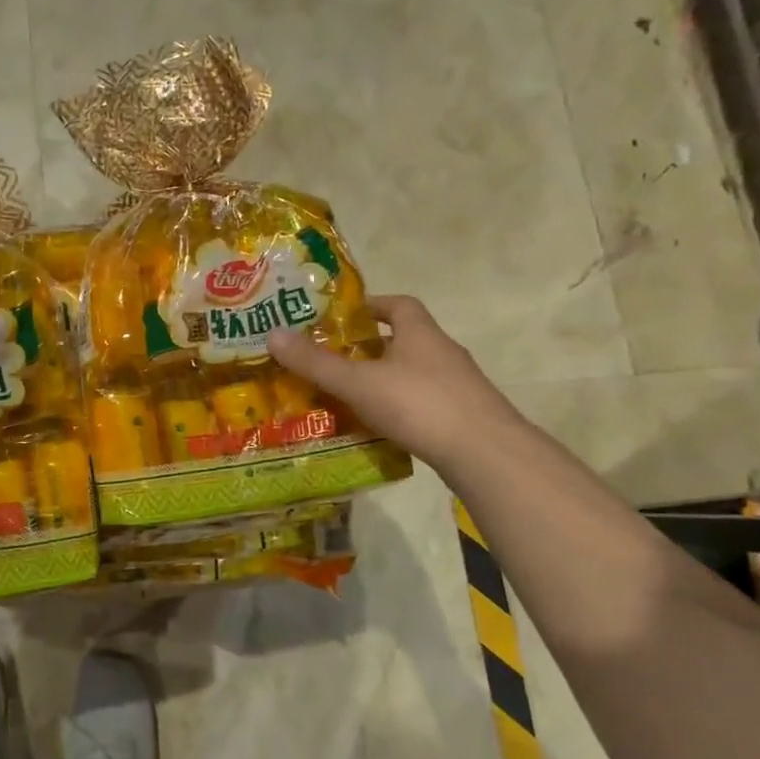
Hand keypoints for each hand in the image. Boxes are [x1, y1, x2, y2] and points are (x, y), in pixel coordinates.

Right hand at [267, 295, 524, 473]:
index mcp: (420, 333)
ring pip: (413, 374)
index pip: (398, 304)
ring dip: (384, 380)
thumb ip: (316, 363)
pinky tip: (379, 427)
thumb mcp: (358, 382)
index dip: (370, 306)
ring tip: (349, 396)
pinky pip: (423, 403)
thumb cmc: (420, 404)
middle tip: (334, 360)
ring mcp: (458, 386)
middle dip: (370, 347)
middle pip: (404, 340)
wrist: (487, 454)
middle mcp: (443, 352)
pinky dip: (400, 408)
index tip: (342, 318)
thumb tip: (272, 334)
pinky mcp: (463, 416)